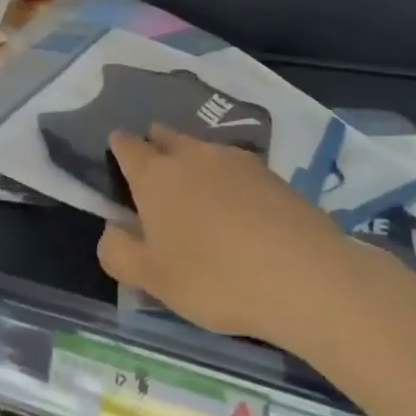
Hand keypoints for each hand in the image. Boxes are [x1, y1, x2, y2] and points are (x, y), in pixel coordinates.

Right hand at [96, 124, 345, 341]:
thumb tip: (112, 229)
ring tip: (199, 194)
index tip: (119, 162)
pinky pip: (236, 166)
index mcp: (154, 173)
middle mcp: (190, 154)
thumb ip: (117, 251)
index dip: (119, 148)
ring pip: (202, 148)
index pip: (126, 144)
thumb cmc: (213, 278)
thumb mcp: (152, 279)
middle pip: (165, 136)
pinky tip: (238, 208)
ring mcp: (234, 159)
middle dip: (156, 146)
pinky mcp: (271, 173)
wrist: (303, 276)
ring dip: (193, 162)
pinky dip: (228, 179)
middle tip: (157, 176)